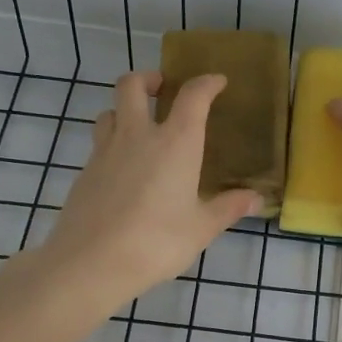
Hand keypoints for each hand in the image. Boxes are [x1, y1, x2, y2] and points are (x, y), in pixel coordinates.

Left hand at [37, 71, 259, 314]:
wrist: (90, 263)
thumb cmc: (156, 242)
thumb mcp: (201, 228)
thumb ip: (228, 208)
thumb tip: (256, 199)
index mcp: (176, 143)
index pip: (193, 96)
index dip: (207, 83)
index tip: (217, 83)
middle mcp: (138, 135)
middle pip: (133, 85)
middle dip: (150, 79)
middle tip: (163, 90)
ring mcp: (106, 151)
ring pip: (110, 110)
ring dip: (126, 108)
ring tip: (140, 126)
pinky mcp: (85, 171)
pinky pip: (100, 142)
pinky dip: (113, 141)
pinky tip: (124, 168)